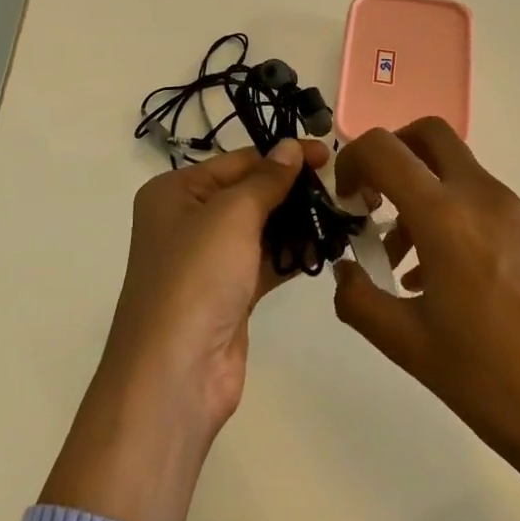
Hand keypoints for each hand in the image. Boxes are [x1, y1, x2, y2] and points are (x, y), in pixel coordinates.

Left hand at [41, 139, 323, 520]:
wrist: (175, 373)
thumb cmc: (196, 276)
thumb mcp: (232, 215)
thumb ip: (266, 180)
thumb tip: (291, 146)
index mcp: (175, 191)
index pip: (237, 161)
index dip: (282, 156)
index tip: (327, 154)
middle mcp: (188, 220)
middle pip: (249, 193)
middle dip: (293, 190)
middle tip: (342, 186)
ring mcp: (208, 260)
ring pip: (261, 228)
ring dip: (298, 222)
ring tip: (344, 213)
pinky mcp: (230, 294)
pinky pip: (266, 262)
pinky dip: (294, 254)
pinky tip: (330, 246)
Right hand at [330, 119, 519, 493]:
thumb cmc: (485, 380)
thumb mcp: (404, 343)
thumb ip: (358, 298)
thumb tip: (345, 271)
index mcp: (445, 216)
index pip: (384, 149)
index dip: (352, 162)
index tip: (346, 202)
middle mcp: (482, 197)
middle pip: (429, 135)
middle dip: (393, 153)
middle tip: (375, 198)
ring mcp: (516, 211)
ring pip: (457, 169)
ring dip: (422, 192)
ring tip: (404, 261)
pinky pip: (482, 199)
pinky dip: (452, 213)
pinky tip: (445, 277)